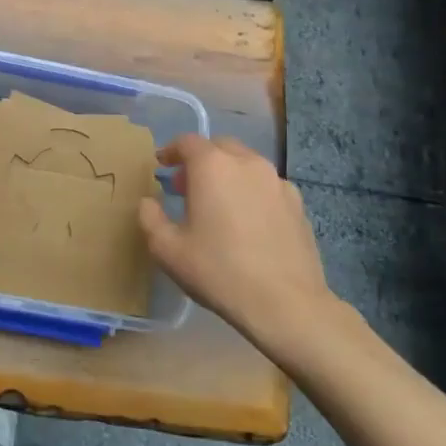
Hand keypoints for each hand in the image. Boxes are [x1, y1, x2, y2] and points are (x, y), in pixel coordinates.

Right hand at [138, 134, 344, 344]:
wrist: (285, 302)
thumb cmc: (218, 270)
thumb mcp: (167, 249)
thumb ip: (150, 218)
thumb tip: (148, 202)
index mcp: (212, 166)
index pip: (187, 142)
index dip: (171, 151)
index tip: (162, 165)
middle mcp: (246, 163)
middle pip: (219, 147)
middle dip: (201, 160)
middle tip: (188, 186)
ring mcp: (276, 181)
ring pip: (246, 165)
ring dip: (228, 175)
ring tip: (219, 204)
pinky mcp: (297, 203)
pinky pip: (267, 186)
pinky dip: (252, 192)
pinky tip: (249, 222)